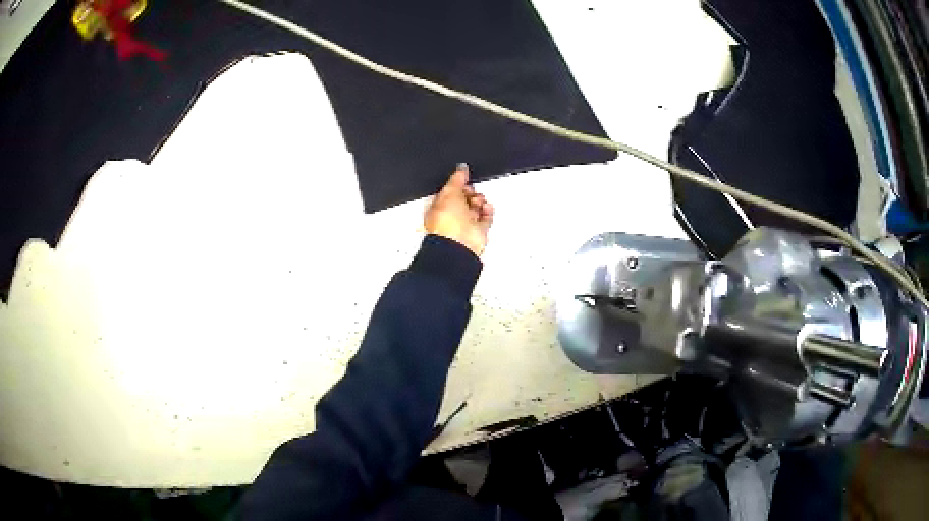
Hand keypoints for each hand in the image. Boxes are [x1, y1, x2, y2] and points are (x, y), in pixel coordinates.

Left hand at [425, 163, 494, 256]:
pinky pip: (486, 217)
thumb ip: (457, 179)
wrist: (459, 242)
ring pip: (476, 207)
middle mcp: (452, 216)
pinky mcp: (478, 231)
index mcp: (439, 207)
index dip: (458, 184)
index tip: (464, 178)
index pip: (450, 192)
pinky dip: (488, 211)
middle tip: (471, 192)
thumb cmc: (447, 222)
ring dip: (479, 201)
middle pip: (464, 199)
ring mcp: (465, 224)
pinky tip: (486, 207)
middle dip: (470, 192)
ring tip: (478, 201)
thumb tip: (461, 168)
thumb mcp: (450, 192)